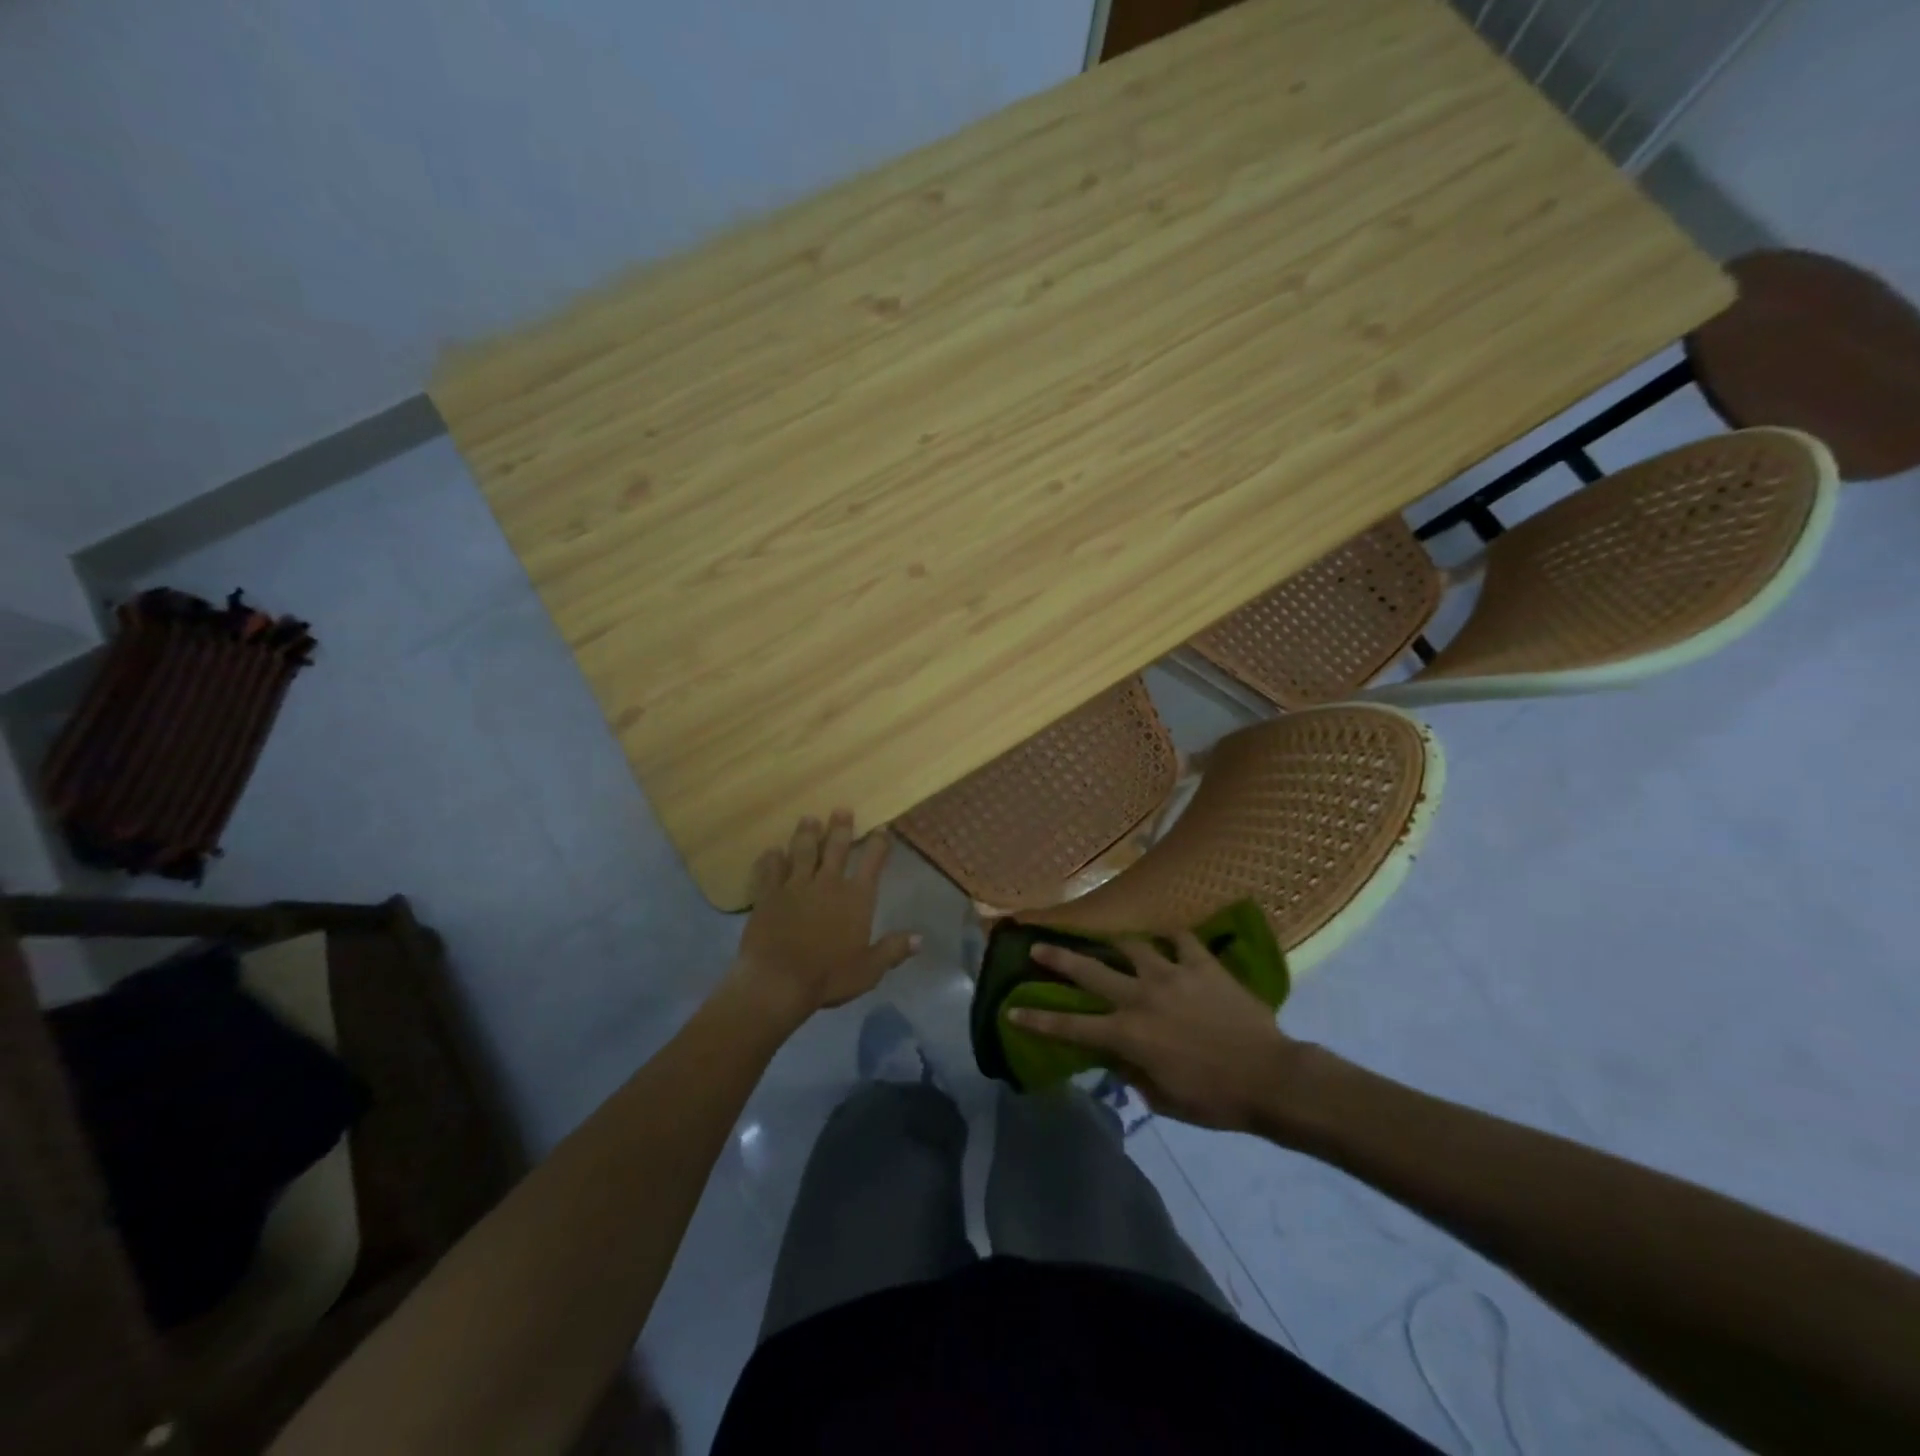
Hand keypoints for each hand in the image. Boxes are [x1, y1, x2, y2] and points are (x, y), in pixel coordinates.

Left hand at [732, 812, 919, 1024]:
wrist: (777, 981)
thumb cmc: (828, 977)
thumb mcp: (869, 970)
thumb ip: (892, 950)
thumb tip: (919, 939)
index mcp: (856, 898)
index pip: (871, 863)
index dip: (878, 845)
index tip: (882, 829)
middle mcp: (827, 884)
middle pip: (835, 848)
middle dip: (840, 828)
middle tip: (841, 809)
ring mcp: (795, 886)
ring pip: (802, 851)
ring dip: (806, 834)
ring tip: (808, 819)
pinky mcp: (768, 895)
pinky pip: (770, 870)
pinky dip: (771, 859)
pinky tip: (771, 851)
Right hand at [1010, 932, 1309, 1133]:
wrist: (1270, 1077)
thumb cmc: (1214, 1099)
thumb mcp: (1162, 1099)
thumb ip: (1133, 1072)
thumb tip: (1117, 1056)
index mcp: (1128, 1034)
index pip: (1071, 1026)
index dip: (1037, 1019)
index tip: (1011, 1009)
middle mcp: (1140, 996)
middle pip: (1090, 971)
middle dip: (1059, 959)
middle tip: (1037, 946)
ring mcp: (1171, 974)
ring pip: (1132, 946)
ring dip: (1116, 942)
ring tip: (1111, 939)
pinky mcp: (1202, 964)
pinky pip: (1182, 940)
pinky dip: (1172, 939)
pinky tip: (1170, 940)